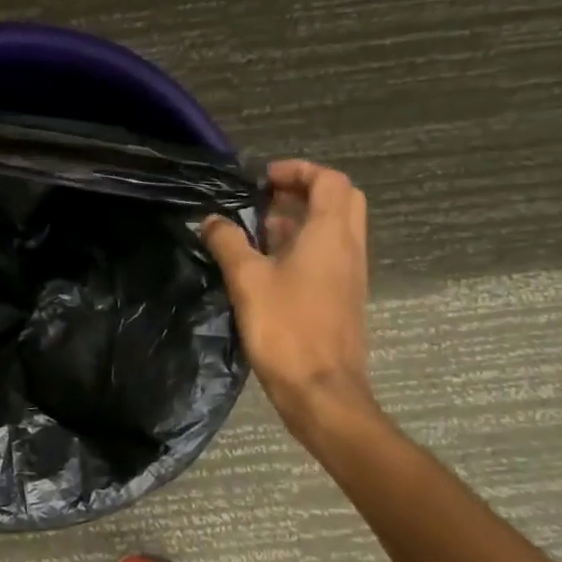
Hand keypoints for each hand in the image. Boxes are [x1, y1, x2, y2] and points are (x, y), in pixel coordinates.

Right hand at [202, 159, 376, 438]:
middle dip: (303, 190)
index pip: (329, 180)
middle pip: (339, 200)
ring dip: (301, 218)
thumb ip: (228, 243)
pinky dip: (303, 244)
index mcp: (330, 235)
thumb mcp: (247, 280)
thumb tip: (212, 221)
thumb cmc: (286, 329)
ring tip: (258, 227)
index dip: (297, 170)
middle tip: (265, 198)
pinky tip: (267, 262)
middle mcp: (348, 248)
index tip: (262, 179)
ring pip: (334, 228)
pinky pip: (328, 254)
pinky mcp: (342, 297)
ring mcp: (349, 274)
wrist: (321, 390)